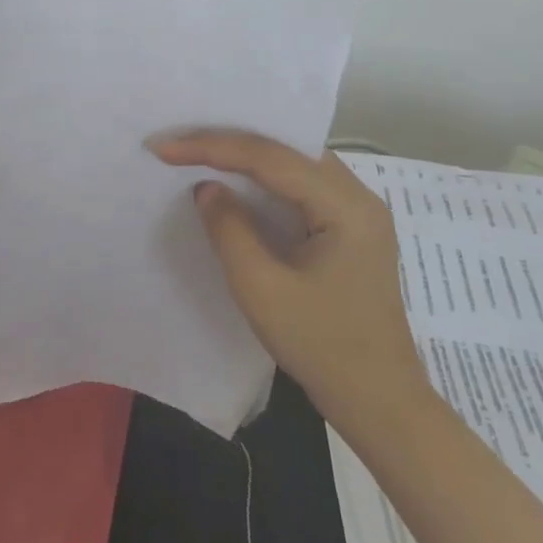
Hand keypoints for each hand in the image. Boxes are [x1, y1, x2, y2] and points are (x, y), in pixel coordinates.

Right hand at [148, 129, 432, 440]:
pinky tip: (237, 180)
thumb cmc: (321, 346)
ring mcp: (358, 212)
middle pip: (287, 149)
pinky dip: (264, 177)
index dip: (212, 147)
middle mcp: (359, 197)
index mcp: (346, 207)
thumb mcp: (261, 289)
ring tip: (198, 153)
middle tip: (178, 144)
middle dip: (229, 141)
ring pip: (294, 163)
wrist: (378, 401)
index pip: (270, 158)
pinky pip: (301, 185)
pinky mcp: (350, 229)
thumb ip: (229, 230)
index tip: (164, 148)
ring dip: (246, 156)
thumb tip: (207, 187)